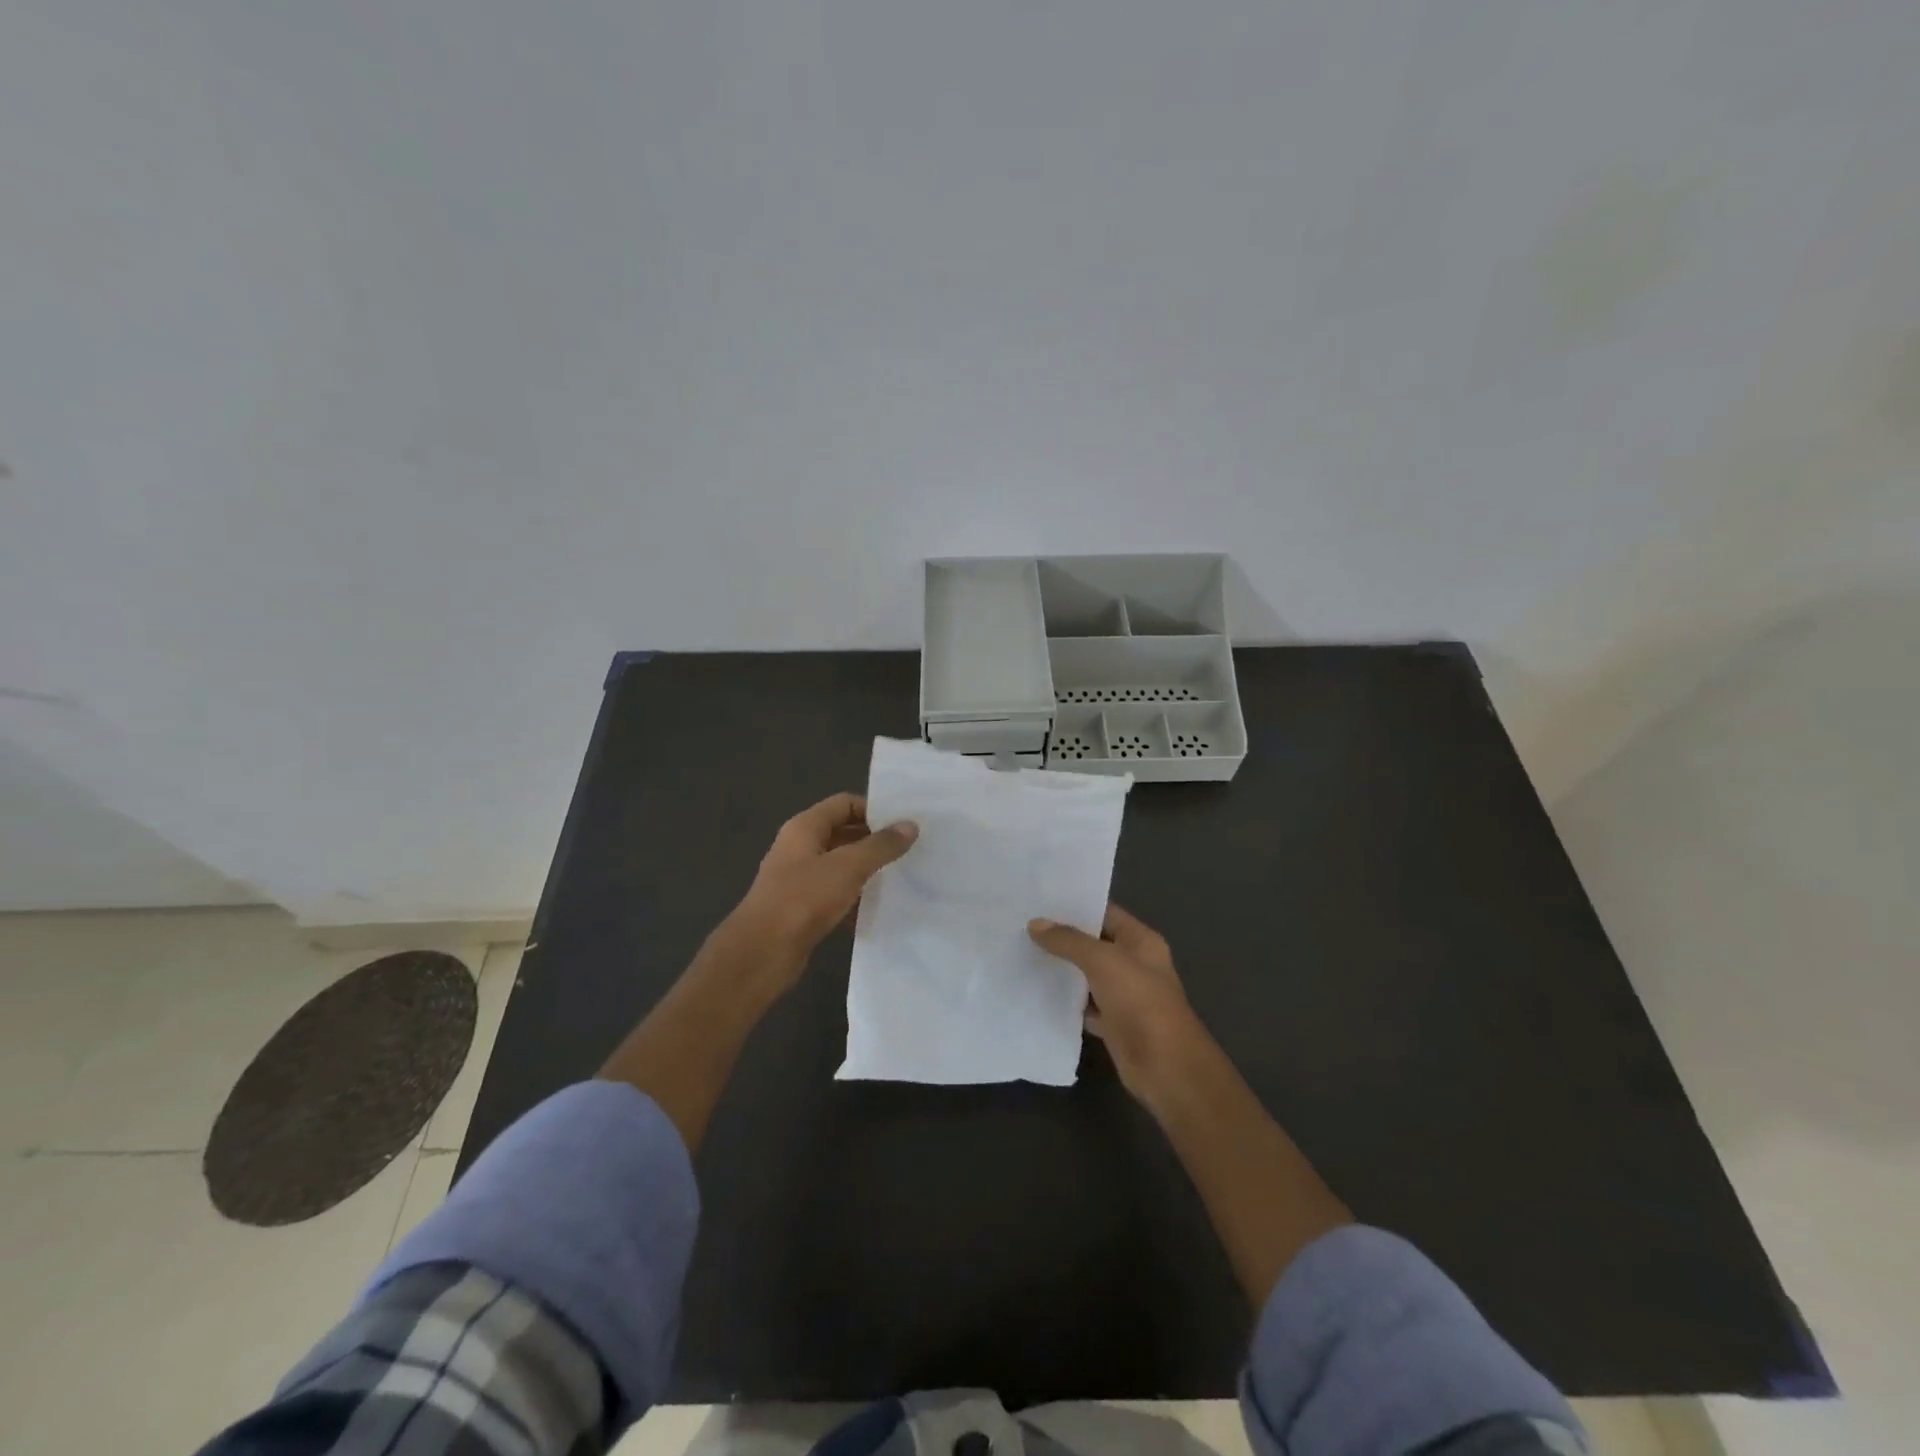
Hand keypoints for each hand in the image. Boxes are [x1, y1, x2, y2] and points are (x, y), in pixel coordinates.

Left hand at [721, 792, 918, 991]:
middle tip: (911, 850)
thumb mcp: (848, 867)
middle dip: (875, 841)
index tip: (904, 824)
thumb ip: (880, 845)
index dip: (874, 810)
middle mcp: (800, 848)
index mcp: (804, 828)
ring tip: (903, 876)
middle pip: (844, 833)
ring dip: (868, 871)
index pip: (844, 804)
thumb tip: (910, 825)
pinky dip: (856, 898)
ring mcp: (800, 879)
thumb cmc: (803, 899)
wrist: (763, 953)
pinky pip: (836, 895)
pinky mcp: (804, 909)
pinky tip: (881, 907)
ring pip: (842, 866)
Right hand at [1029, 904, 1209, 1103]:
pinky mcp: (1113, 1023)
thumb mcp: (1102, 961)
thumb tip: (1035, 924)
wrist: (1165, 1066)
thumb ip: (1069, 941)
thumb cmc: (1140, 1001)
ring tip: (1023, 952)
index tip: (1040, 900)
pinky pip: (1084, 1005)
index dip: (1076, 906)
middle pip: (1094, 943)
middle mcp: (1134, 964)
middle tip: (1023, 925)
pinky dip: (1066, 1001)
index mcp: (1140, 941)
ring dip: (1062, 969)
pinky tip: (1037, 992)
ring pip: (1087, 975)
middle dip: (1063, 937)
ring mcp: (1124, 995)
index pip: (1105, 913)